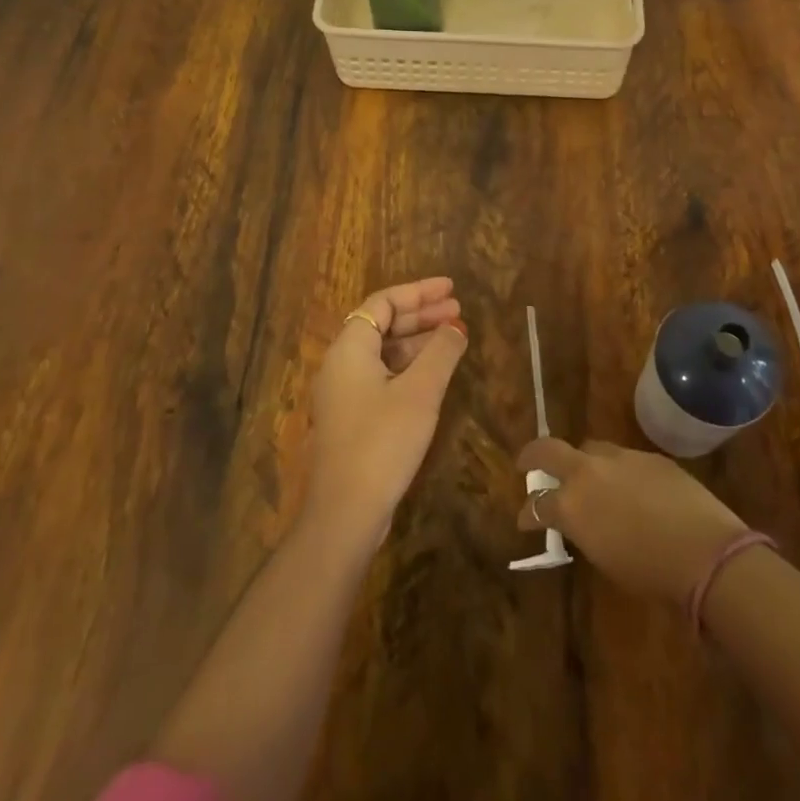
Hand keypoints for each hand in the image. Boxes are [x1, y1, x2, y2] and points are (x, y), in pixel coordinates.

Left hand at [304, 278, 467, 547]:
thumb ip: (441, 352)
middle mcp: (341, 364)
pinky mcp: (352, 417)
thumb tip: (456, 327)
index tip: (451, 289)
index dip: (419, 292)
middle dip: (421, 315)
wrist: (346, 511)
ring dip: (417, 340)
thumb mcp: (420, 391)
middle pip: (382, 324)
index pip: (383, 303)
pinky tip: (435, 372)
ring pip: (383, 351)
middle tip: (458, 310)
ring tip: (454, 337)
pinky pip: (382, 375)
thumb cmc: (383, 441)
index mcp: (350, 348)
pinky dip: (409, 365)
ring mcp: (344, 392)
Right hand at [516, 439, 747, 603]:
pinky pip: (624, 459)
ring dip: (583, 462)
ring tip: (588, 478)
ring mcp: (621, 457)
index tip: (524, 520)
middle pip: (550, 450)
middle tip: (526, 464)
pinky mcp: (650, 456)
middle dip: (534, 455)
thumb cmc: (649, 572)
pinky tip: (631, 489)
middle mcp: (590, 471)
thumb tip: (581, 522)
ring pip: (591, 448)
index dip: (528, 513)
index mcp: (572, 504)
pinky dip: (618, 471)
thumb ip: (584, 531)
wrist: (703, 550)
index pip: (537, 504)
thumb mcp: (604, 557)